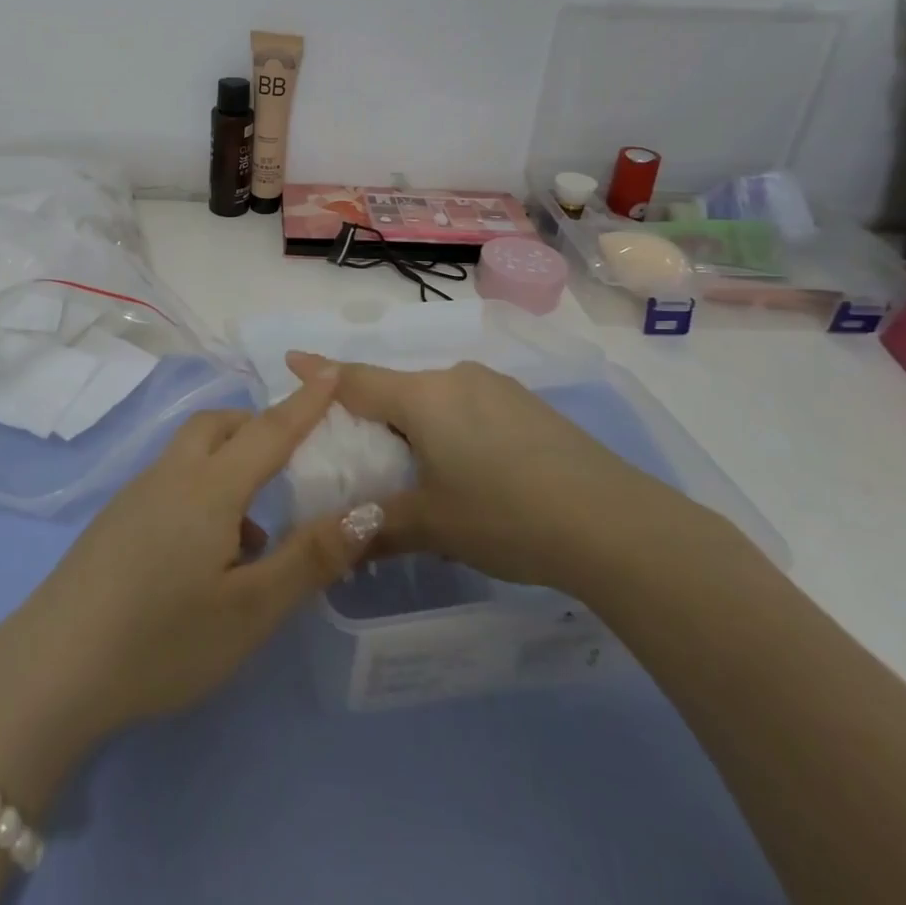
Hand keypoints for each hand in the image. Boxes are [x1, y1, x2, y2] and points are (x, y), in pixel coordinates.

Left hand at [0, 363, 382, 796]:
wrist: (53, 669)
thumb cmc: (162, 639)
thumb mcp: (250, 610)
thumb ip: (309, 557)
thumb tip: (365, 511)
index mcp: (210, 486)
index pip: (269, 430)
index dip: (304, 402)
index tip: (329, 370)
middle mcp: (172, 476)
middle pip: (219, 426)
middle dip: (258, 427)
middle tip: (291, 459)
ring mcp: (137, 495)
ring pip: (193, 454)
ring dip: (230, 465)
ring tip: (257, 531)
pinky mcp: (116, 520)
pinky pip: (173, 482)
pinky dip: (204, 492)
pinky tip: (210, 556)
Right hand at [287, 352, 717, 591]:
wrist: (614, 523)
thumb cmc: (506, 516)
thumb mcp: (433, 526)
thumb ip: (378, 528)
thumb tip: (339, 545)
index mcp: (423, 398)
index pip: (356, 380)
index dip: (319, 373)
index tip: (292, 359)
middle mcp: (455, 379)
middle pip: (396, 389)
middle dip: (371, 411)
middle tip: (356, 447)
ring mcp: (496, 388)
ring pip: (435, 397)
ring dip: (414, 422)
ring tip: (414, 466)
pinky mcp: (527, 406)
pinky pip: (468, 406)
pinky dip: (449, 427)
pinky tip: (468, 468)